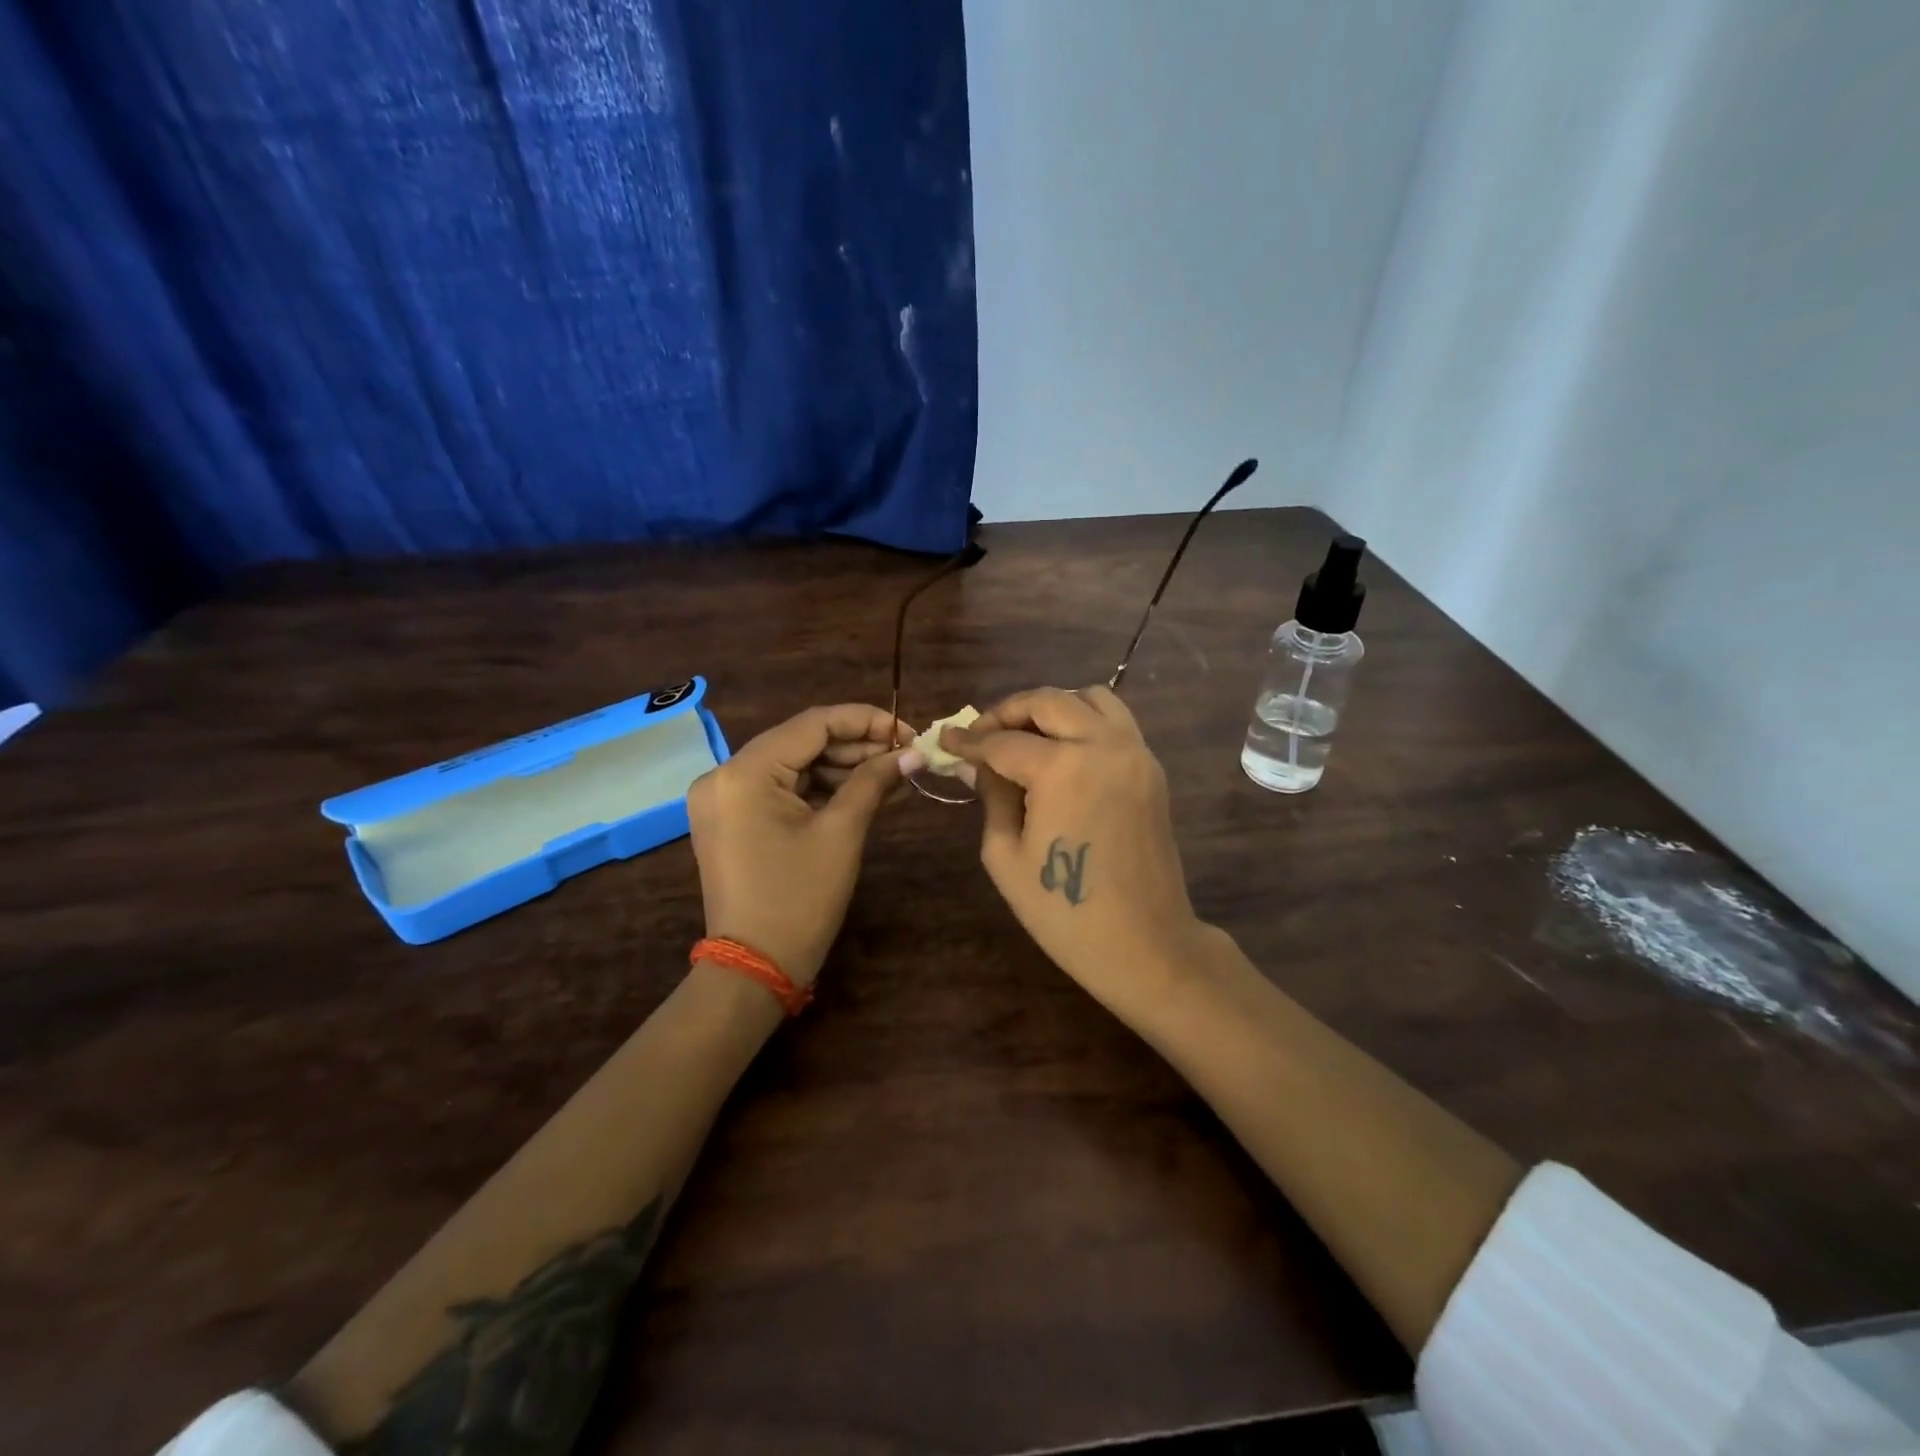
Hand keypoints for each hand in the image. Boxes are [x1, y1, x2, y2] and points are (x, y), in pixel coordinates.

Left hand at [686, 704, 914, 985]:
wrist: (755, 968)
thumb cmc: (800, 899)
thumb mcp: (842, 832)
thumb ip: (875, 780)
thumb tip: (913, 750)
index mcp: (744, 772)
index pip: (812, 724)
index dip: (865, 720)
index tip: (908, 729)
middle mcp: (724, 775)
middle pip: (801, 742)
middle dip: (856, 745)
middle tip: (906, 753)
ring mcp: (724, 798)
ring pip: (793, 765)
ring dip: (842, 767)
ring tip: (894, 773)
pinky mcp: (731, 819)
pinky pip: (781, 789)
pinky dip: (820, 789)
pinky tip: (863, 790)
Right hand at [945, 686, 1207, 1002]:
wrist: (1144, 944)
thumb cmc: (1064, 912)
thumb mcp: (1006, 856)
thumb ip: (992, 797)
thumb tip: (976, 764)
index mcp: (1062, 768)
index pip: (1003, 741)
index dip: (969, 741)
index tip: (947, 740)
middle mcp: (1103, 745)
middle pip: (1048, 701)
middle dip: (1008, 711)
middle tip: (983, 734)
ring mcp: (1134, 753)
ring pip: (1090, 698)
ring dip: (1052, 707)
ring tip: (1026, 735)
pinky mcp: (1151, 768)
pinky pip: (1116, 722)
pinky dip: (1085, 721)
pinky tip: (1063, 750)